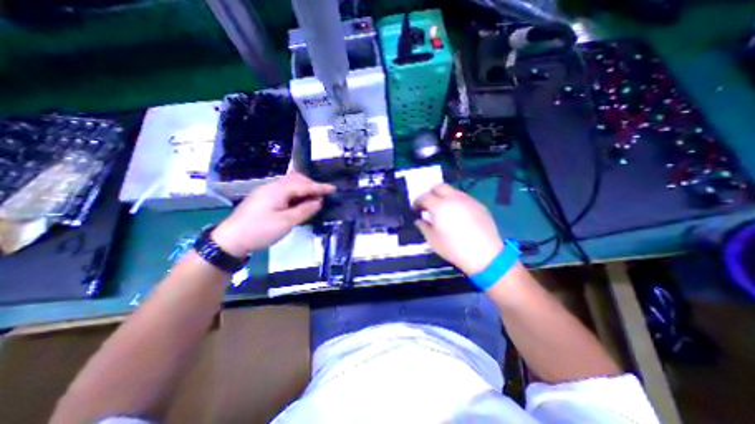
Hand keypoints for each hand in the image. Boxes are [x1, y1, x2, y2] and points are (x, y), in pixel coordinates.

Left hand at [209, 171, 331, 255]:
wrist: (230, 239)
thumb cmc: (260, 230)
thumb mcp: (286, 222)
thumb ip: (304, 210)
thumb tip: (318, 201)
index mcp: (278, 190)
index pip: (304, 185)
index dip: (320, 187)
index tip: (333, 189)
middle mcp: (273, 186)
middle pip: (296, 179)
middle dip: (311, 185)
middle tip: (323, 194)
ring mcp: (267, 191)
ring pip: (290, 184)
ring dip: (303, 188)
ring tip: (313, 198)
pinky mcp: (264, 198)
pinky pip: (284, 190)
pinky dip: (295, 193)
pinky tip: (298, 202)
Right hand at [415, 184, 503, 272]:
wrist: (485, 255)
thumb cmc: (454, 248)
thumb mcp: (432, 240)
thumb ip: (423, 227)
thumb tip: (419, 220)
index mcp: (439, 206)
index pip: (424, 197)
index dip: (417, 202)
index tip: (415, 209)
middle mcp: (453, 198)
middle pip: (439, 187)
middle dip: (431, 193)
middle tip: (428, 205)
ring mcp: (468, 200)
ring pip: (453, 191)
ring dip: (444, 197)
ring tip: (444, 210)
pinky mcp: (479, 205)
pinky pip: (464, 198)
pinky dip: (457, 202)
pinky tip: (458, 215)